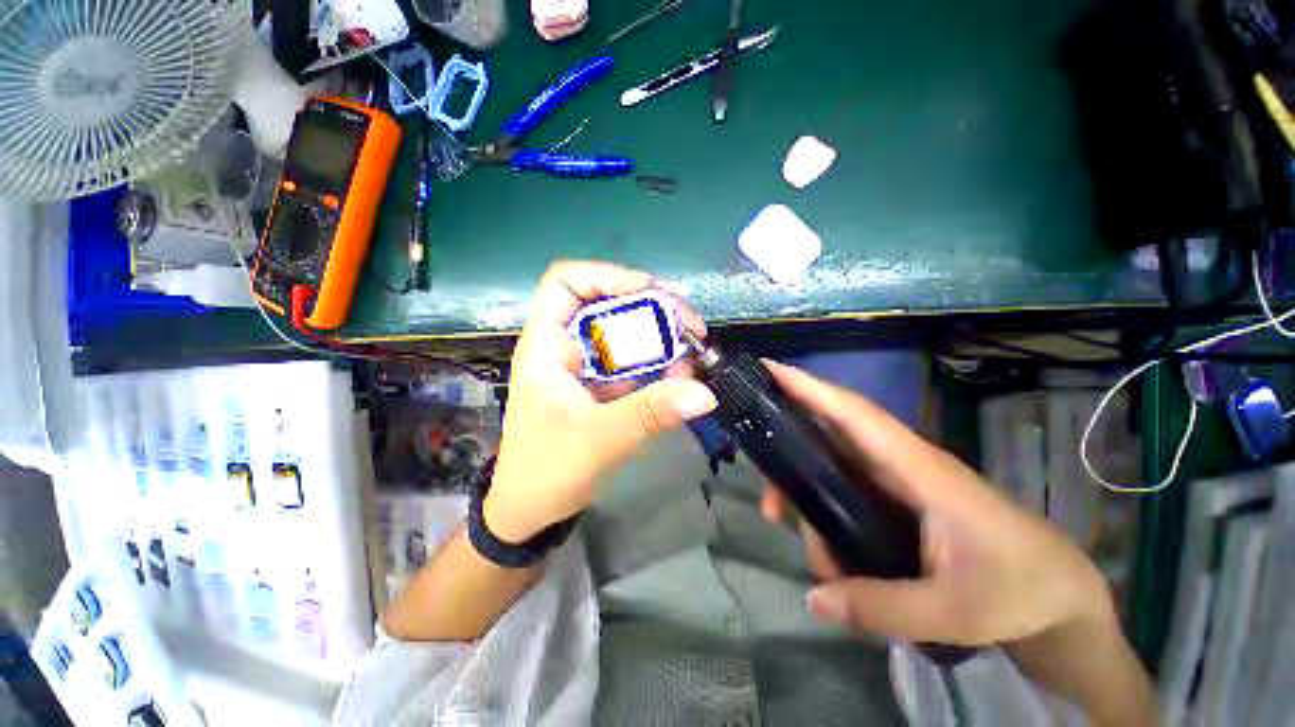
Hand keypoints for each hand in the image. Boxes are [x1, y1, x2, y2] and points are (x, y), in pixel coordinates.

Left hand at [484, 261, 717, 542]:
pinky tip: (680, 378)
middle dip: (652, 309)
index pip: (566, 282)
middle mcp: (565, 345)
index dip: (608, 276)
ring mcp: (585, 365)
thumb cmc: (547, 471)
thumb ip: (651, 413)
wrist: (532, 509)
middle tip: (690, 328)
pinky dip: (659, 364)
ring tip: (693, 355)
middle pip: (608, 303)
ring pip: (626, 333)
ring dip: (661, 339)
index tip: (651, 291)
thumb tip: (705, 393)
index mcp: (546, 345)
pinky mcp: (601, 384)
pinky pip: (633, 361)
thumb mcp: (599, 439)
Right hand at [758, 362, 1115, 647]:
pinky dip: (826, 516)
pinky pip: (846, 492)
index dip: (810, 388)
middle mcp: (901, 465)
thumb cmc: (1021, 591)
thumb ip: (882, 607)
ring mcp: (898, 483)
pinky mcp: (897, 501)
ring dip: (809, 503)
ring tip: (816, 559)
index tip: (770, 369)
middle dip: (789, 457)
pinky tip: (828, 554)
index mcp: (919, 470)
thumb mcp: (955, 611)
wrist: (1061, 597)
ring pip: (833, 469)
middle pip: (830, 437)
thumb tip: (814, 599)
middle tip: (769, 503)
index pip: (855, 414)